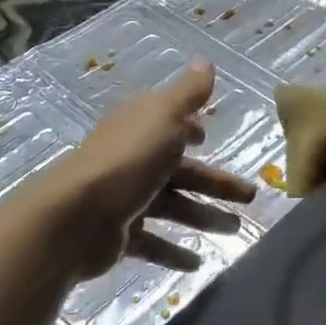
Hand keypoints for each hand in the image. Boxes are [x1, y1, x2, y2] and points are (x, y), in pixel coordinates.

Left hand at [39, 62, 256, 279]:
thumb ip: (188, 94)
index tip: (209, 138)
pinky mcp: (120, 234)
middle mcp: (132, 160)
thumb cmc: (127, 161)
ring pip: (172, 206)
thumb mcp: (164, 118)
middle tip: (251, 196)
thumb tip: (207, 62)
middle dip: (216, 183)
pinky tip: (198, 262)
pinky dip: (174, 252)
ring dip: (204, 217)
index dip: (190, 130)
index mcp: (140, 129)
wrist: (75, 217)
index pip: (169, 126)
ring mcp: (124, 199)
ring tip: (236, 230)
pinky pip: (153, 243)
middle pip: (181, 171)